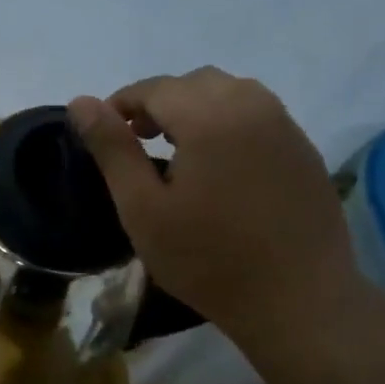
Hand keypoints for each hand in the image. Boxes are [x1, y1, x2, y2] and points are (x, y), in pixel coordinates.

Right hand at [69, 68, 364, 346]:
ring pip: (230, 92)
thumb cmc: (208, 259)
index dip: (122, 104)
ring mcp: (285, 125)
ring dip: (195, 108)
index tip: (105, 134)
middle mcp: (252, 105)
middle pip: (194, 83)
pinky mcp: (304, 149)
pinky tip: (219, 165)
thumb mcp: (143, 208)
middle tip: (138, 140)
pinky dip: (228, 122)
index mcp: (209, 116)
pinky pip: (257, 114)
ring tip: (178, 150)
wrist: (298, 300)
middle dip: (159, 102)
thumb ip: (112, 149)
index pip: (155, 88)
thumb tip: (80, 102)